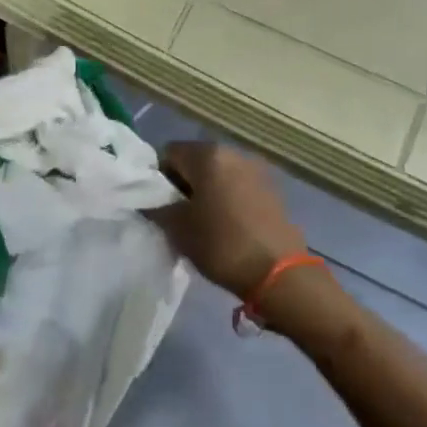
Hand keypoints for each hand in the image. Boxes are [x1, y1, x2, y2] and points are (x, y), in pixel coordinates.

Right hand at [151, 141, 306, 298]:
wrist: (279, 273)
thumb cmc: (221, 244)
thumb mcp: (177, 228)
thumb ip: (156, 207)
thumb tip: (148, 199)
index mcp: (208, 155)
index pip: (168, 153)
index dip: (157, 178)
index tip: (158, 205)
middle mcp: (234, 153)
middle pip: (195, 160)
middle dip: (183, 183)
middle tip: (178, 215)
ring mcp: (257, 170)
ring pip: (218, 173)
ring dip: (206, 191)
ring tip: (203, 222)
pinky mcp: (273, 189)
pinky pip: (238, 186)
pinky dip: (227, 198)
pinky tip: (226, 225)